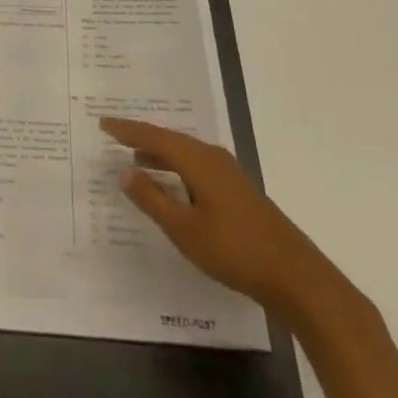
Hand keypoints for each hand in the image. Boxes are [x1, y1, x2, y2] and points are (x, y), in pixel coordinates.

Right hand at [101, 117, 346, 323]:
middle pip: (170, 139)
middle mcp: (211, 156)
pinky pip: (196, 166)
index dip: (127, 130)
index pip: (153, 136)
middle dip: (142, 137)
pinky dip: (176, 167)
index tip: (103, 123)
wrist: (294, 274)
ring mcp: (227, 173)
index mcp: (196, 159)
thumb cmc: (233, 250)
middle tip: (115, 135)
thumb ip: (153, 199)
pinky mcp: (236, 190)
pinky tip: (172, 183)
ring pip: (184, 153)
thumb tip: (125, 171)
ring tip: (137, 157)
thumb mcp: (184, 229)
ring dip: (160, 153)